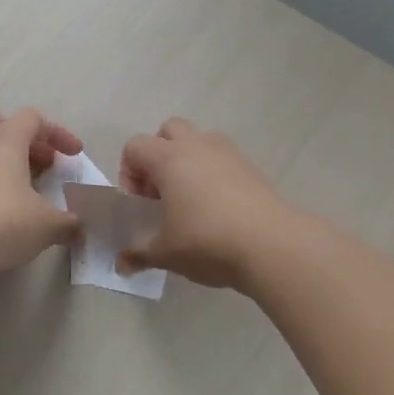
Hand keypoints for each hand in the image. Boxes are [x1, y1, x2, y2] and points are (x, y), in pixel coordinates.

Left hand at [0, 109, 82, 282]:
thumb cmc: (1, 222)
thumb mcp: (46, 225)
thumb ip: (68, 222)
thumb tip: (78, 227)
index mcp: (5, 143)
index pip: (31, 119)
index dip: (57, 132)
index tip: (74, 155)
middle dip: (23, 138)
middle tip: (42, 162)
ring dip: (4, 162)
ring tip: (24, 190)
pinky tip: (1, 210)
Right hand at [117, 118, 299, 289]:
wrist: (272, 245)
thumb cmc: (207, 242)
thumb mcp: (165, 253)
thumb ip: (139, 254)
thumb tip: (121, 264)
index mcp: (168, 159)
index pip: (134, 146)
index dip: (129, 173)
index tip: (140, 204)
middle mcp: (197, 147)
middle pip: (168, 130)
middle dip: (158, 155)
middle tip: (161, 193)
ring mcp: (228, 154)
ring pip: (199, 140)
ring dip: (188, 161)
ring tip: (190, 200)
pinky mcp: (251, 168)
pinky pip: (222, 158)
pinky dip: (213, 173)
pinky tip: (217, 209)